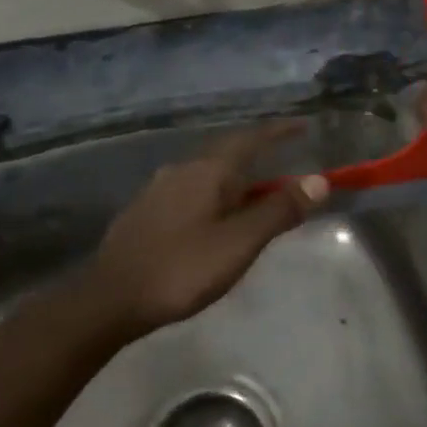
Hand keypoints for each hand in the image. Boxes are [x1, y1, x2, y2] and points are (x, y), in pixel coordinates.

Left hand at [81, 123, 328, 335]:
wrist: (108, 300)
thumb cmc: (181, 269)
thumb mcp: (239, 243)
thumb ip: (279, 211)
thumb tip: (318, 180)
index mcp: (208, 170)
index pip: (251, 139)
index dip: (280, 132)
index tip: (303, 126)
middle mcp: (182, 170)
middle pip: (228, 154)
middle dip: (258, 157)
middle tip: (284, 168)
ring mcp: (158, 190)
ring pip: (207, 175)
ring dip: (235, 181)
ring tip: (254, 199)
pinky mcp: (145, 212)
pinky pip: (191, 192)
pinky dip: (214, 197)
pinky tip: (214, 221)